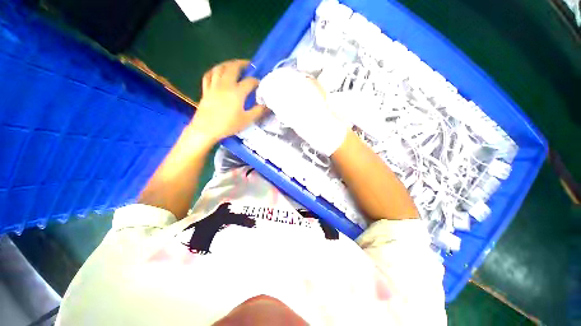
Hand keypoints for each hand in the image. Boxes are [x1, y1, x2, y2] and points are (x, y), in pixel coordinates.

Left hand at [189, 59, 265, 143]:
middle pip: (233, 68)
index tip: (260, 84)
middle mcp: (225, 84)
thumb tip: (267, 106)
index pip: (250, 82)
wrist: (206, 129)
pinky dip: (214, 71)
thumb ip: (258, 111)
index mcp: (237, 92)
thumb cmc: (228, 125)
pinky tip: (217, 72)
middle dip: (242, 64)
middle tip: (248, 64)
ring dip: (228, 64)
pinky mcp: (206, 89)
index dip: (256, 81)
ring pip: (220, 68)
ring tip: (234, 65)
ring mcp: (214, 85)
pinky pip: (209, 75)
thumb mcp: (246, 120)